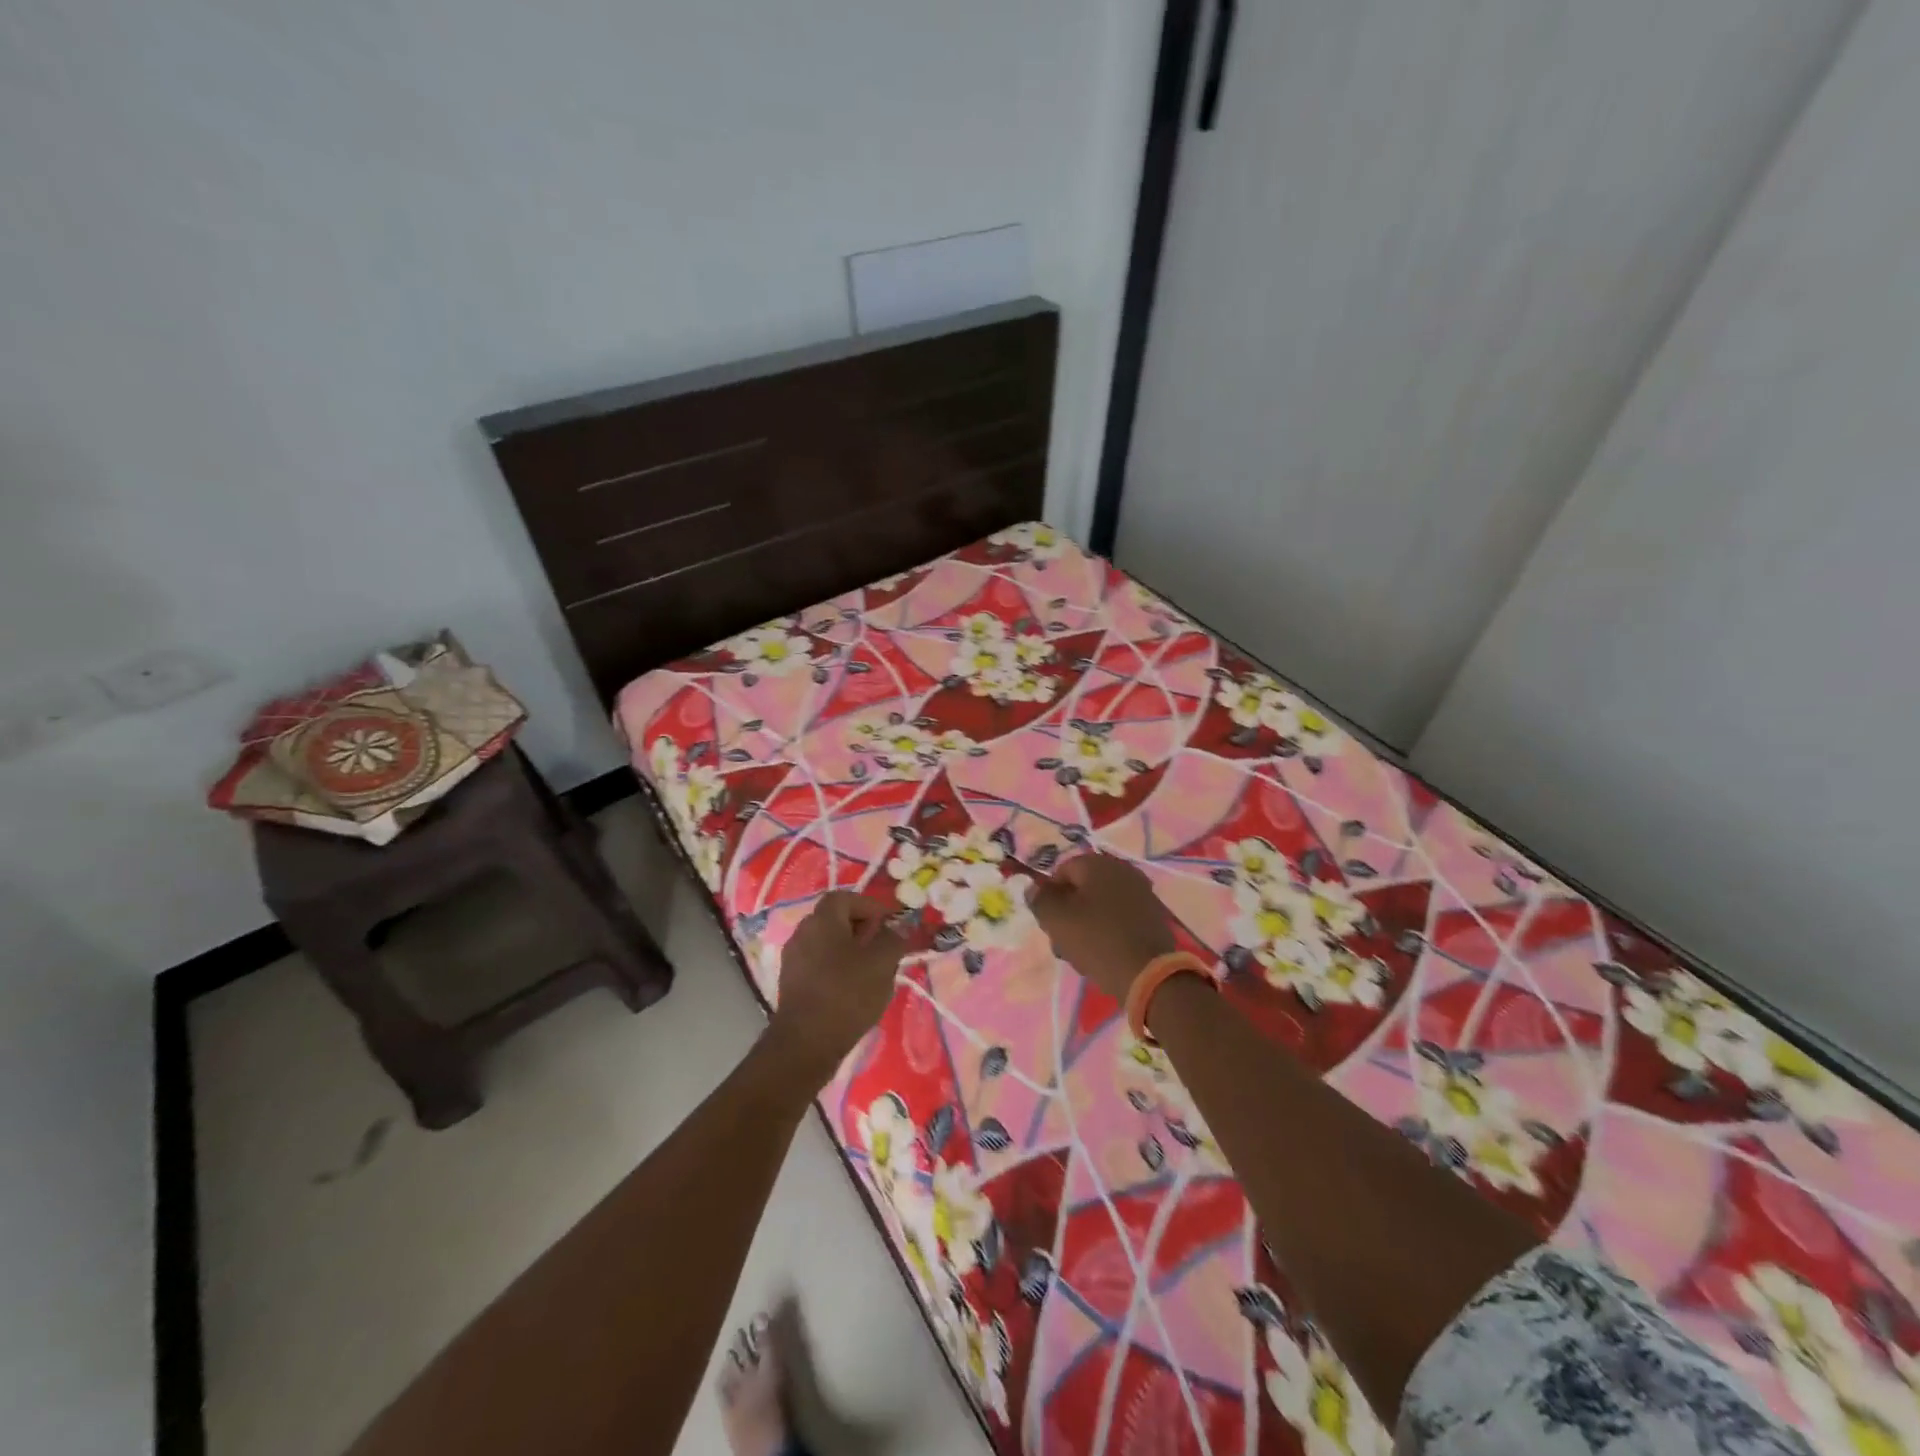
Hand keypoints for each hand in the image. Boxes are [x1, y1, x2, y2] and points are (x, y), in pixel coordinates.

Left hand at [768, 891, 909, 1083]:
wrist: (806, 1044)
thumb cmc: (847, 994)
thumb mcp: (882, 963)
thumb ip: (893, 940)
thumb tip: (895, 931)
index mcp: (822, 920)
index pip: (845, 898)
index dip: (869, 906)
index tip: (888, 925)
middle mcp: (802, 932)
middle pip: (835, 919)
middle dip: (861, 930)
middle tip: (882, 949)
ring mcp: (793, 959)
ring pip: (827, 944)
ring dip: (850, 951)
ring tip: (871, 973)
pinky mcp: (790, 983)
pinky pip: (818, 964)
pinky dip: (836, 969)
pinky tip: (851, 991)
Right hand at [1028, 854, 1176, 1001]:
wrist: (1148, 974)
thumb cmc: (1096, 940)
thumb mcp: (1056, 919)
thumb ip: (1040, 899)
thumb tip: (1034, 887)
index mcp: (1098, 864)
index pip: (1062, 871)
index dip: (1050, 895)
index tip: (1049, 921)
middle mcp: (1123, 870)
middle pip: (1083, 887)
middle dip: (1068, 911)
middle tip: (1062, 939)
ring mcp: (1142, 892)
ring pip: (1101, 904)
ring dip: (1087, 923)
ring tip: (1081, 953)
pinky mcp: (1154, 916)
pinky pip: (1121, 917)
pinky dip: (1109, 930)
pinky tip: (1104, 953)